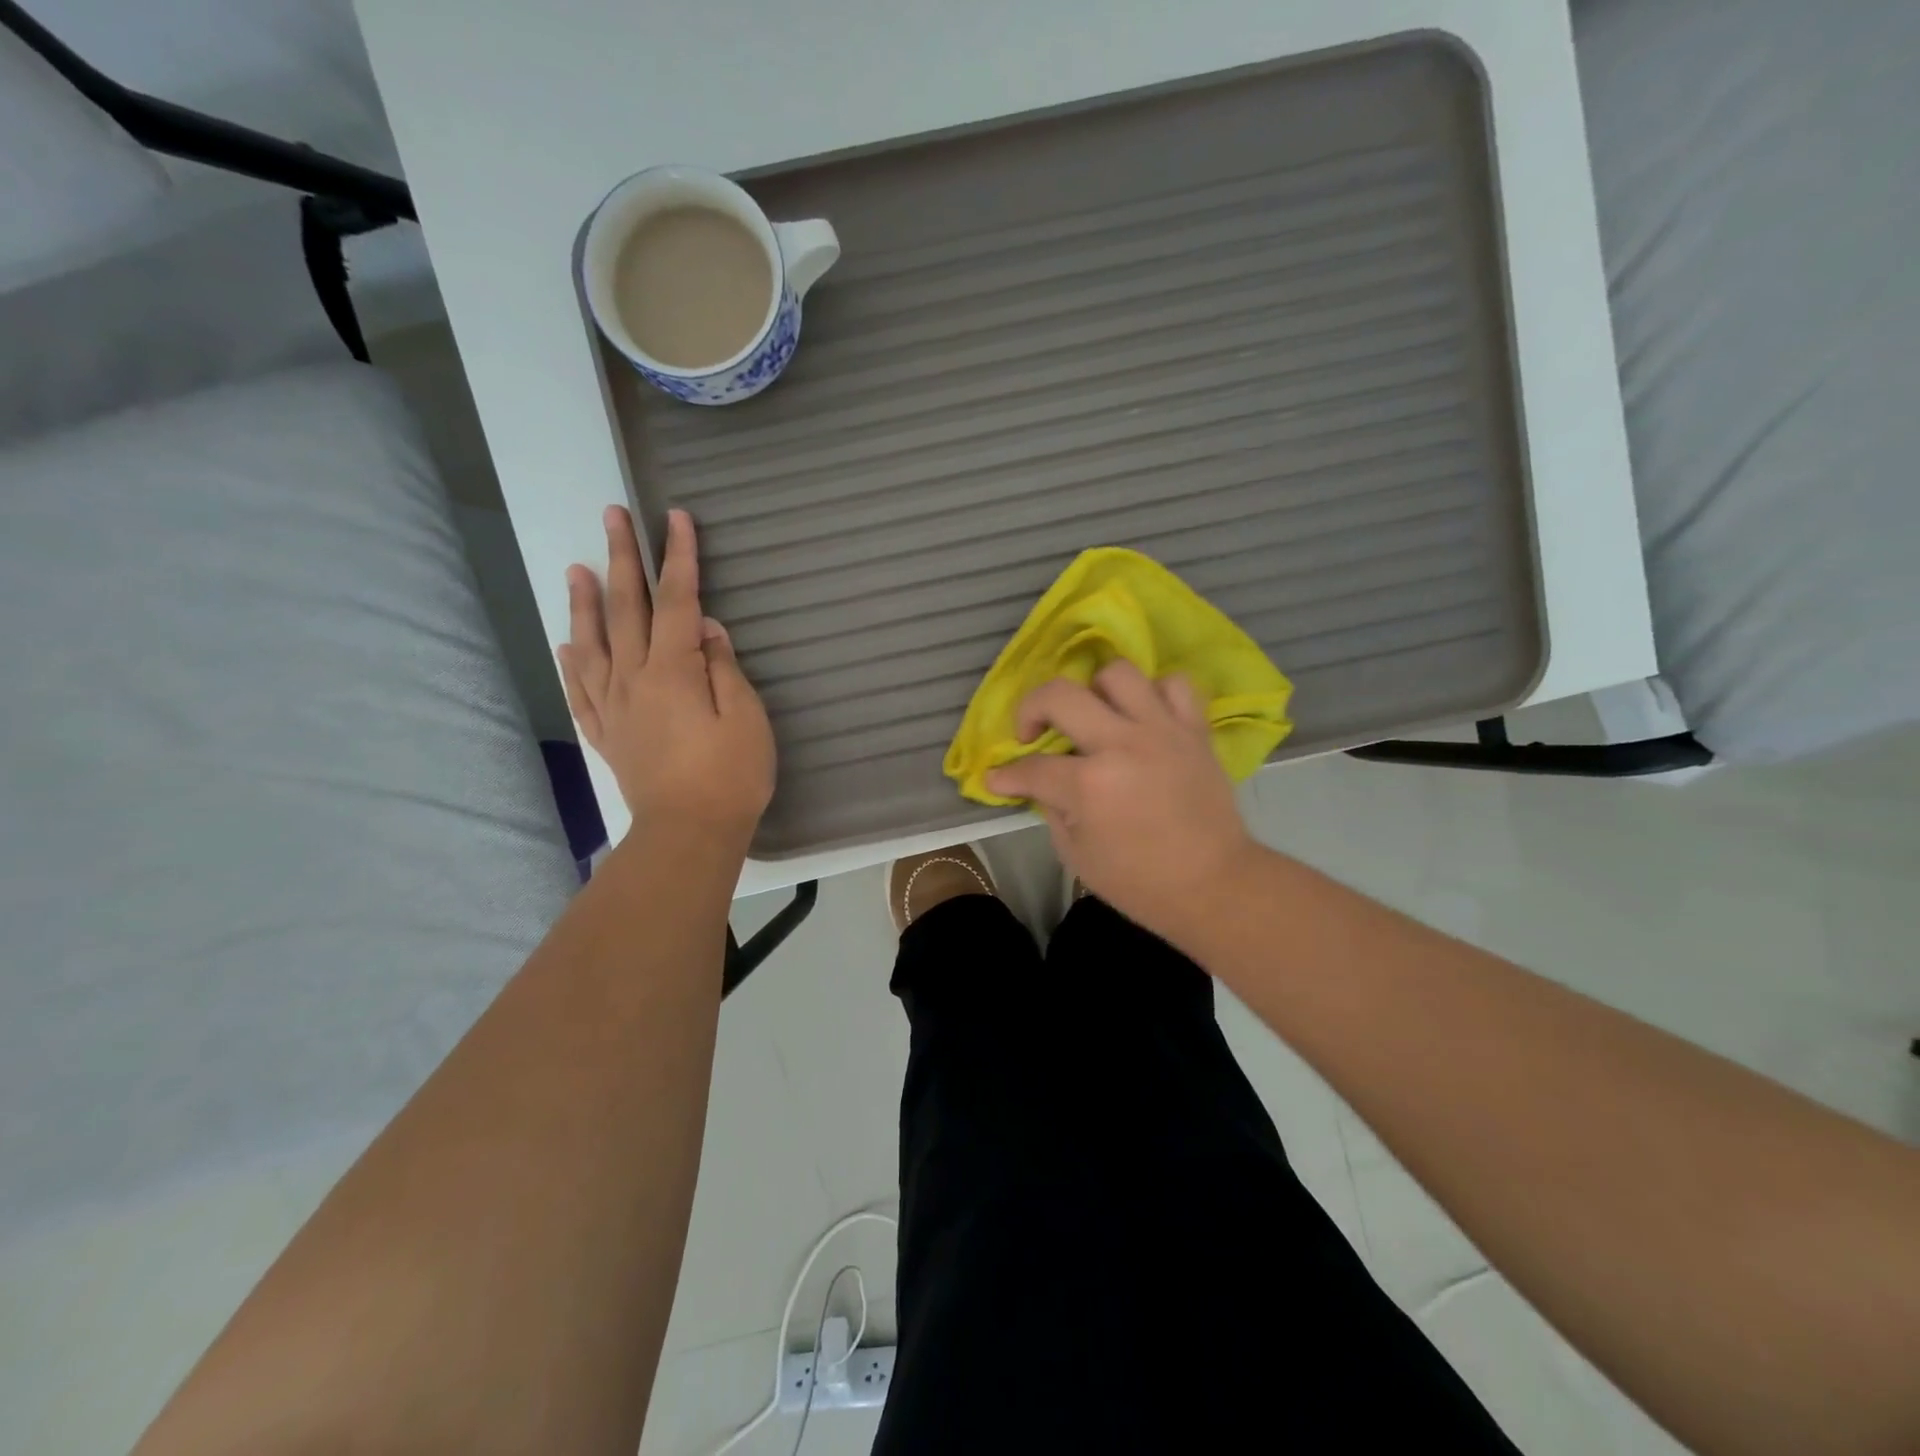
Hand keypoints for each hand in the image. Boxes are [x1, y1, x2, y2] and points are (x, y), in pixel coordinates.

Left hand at [559, 506, 773, 841]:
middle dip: (622, 559)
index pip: (676, 601)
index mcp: (674, 671)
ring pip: (593, 644)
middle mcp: (635, 680)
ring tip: (577, 567)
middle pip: (626, 610)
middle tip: (613, 516)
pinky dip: (572, 664)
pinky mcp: (608, 735)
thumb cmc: (730, 776)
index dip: (678, 558)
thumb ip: (724, 668)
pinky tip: (567, 645)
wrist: (689, 833)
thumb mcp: (747, 718)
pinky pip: (582, 692)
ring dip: (585, 603)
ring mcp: (615, 708)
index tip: (675, 519)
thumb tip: (705, 630)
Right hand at [985, 662, 1256, 943]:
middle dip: (1030, 710)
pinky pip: (1174, 685)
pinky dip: (1153, 693)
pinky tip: (1142, 717)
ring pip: (1117, 673)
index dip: (1007, 775)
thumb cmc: (1140, 883)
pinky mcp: (1194, 730)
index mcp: (1090, 785)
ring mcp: (1163, 731)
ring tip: (1093, 718)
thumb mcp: (1077, 856)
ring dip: (1092, 692)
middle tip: (1033, 734)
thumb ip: (1053, 809)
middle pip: (1060, 695)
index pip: (1032, 768)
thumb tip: (1043, 784)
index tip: (998, 779)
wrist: (1215, 885)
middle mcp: (1123, 744)